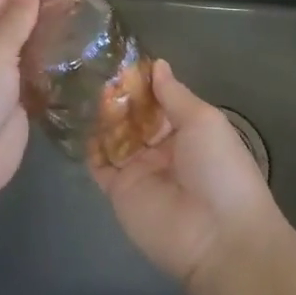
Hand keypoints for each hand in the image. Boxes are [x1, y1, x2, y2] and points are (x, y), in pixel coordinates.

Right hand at [89, 59, 285, 288]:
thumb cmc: (218, 168)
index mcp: (186, 130)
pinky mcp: (119, 192)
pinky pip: (99, 165)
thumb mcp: (203, 120)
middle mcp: (160, 148)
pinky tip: (76, 120)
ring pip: (113, 136)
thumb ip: (174, 93)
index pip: (157, 100)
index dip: (140, 82)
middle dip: (117, 96)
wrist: (218, 236)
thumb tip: (156, 64)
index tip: (118, 58)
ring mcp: (138, 170)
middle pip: (133, 116)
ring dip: (101, 115)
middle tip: (93, 69)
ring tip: (81, 87)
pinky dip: (88, 146)